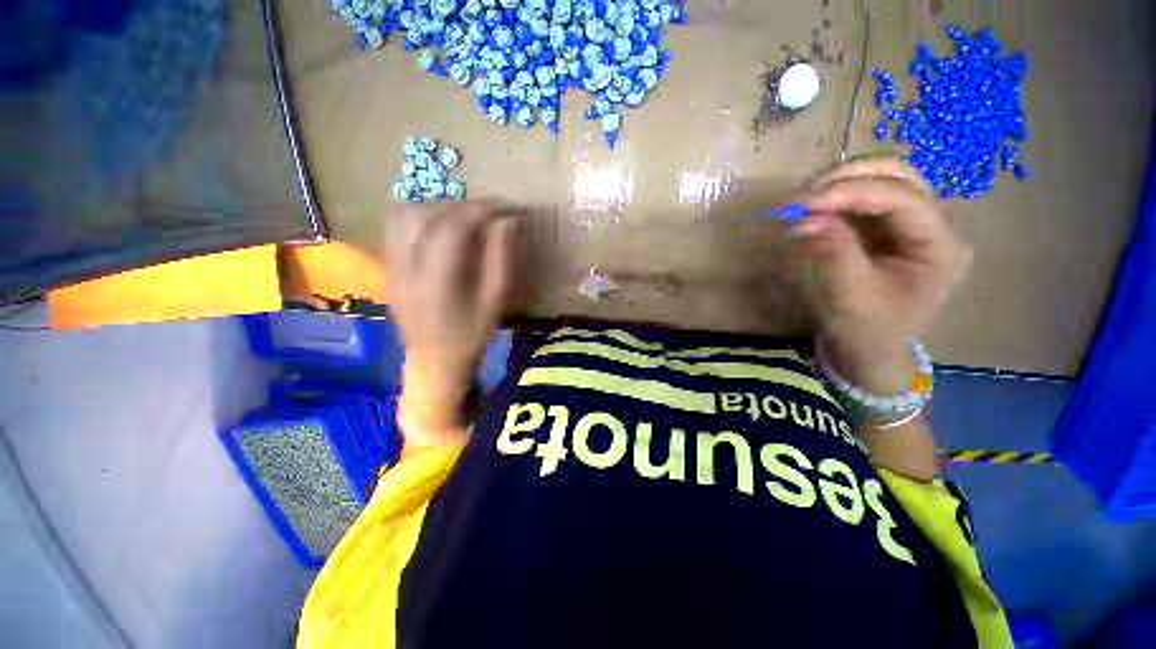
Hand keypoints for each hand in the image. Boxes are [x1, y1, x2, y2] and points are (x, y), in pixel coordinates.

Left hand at [387, 200, 518, 443]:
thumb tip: (508, 222)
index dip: (482, 209)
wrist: (433, 361)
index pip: (454, 227)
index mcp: (437, 281)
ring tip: (467, 216)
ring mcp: (391, 265)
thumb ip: (501, 259)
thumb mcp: (495, 302)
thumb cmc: (471, 335)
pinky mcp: (388, 266)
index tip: (507, 207)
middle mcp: (406, 267)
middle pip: (428, 215)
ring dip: (440, 207)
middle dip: (464, 205)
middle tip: (491, 211)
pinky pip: (396, 226)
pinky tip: (442, 226)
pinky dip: (422, 215)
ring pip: (406, 215)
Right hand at [788, 156, 971, 393]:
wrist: (869, 349)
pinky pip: (860, 197)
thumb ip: (834, 254)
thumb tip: (805, 219)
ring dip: (838, 183)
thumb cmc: (866, 331)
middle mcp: (933, 224)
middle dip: (847, 178)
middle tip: (801, 197)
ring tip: (800, 201)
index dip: (852, 192)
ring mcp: (909, 222)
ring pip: (880, 178)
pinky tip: (810, 208)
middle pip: (898, 174)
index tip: (802, 204)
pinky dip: (833, 196)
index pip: (902, 198)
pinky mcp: (884, 226)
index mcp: (940, 245)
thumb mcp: (851, 298)